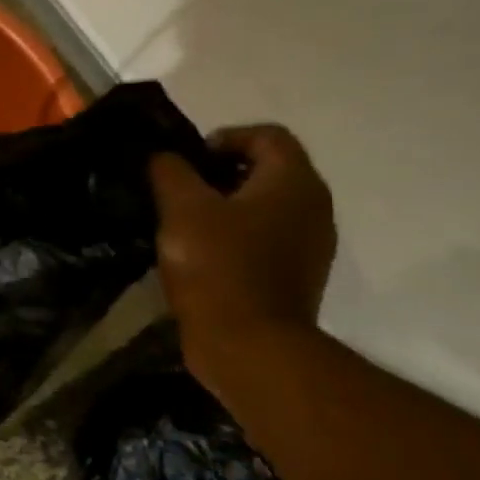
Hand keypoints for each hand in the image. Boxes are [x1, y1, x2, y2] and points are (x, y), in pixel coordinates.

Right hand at [149, 125, 336, 385]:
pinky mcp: (297, 274)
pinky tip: (202, 254)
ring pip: (267, 205)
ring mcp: (310, 244)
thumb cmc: (216, 266)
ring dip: (228, 206)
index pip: (267, 136)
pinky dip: (236, 235)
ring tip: (186, 223)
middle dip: (223, 172)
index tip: (186, 161)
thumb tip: (166, 157)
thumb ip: (171, 172)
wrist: (249, 343)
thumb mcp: (182, 209)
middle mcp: (313, 206)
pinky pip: (267, 237)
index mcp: (293, 182)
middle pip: (270, 169)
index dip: (224, 138)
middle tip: (180, 190)